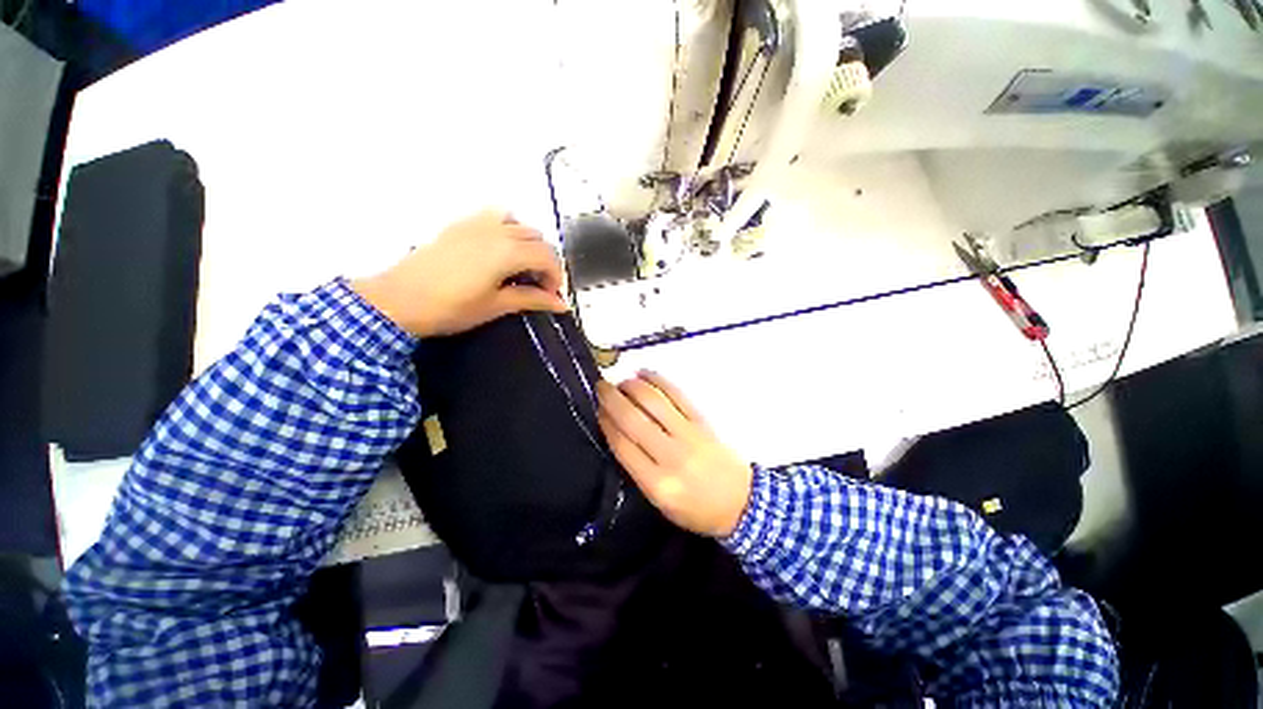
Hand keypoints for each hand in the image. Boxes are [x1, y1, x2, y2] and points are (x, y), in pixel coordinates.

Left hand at [351, 209, 567, 336]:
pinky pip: (494, 217)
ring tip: (517, 266)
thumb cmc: (449, 308)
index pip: (547, 257)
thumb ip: (530, 299)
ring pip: (517, 223)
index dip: (555, 277)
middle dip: (543, 260)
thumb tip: (560, 303)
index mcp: (509, 250)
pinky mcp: (460, 224)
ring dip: (525, 242)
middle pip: (536, 237)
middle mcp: (498, 229)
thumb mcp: (493, 307)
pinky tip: (494, 249)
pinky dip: (505, 228)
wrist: (402, 298)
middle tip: (536, 287)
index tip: (551, 298)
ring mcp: (477, 223)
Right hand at [597, 372, 752, 537]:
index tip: (596, 410)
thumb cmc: (697, 511)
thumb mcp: (660, 505)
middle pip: (633, 420)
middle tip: (600, 387)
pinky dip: (658, 382)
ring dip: (632, 387)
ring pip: (653, 402)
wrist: (742, 504)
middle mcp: (670, 456)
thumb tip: (618, 437)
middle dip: (612, 399)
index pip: (622, 445)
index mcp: (656, 483)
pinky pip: (677, 396)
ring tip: (620, 381)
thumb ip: (638, 474)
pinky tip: (644, 375)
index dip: (605, 423)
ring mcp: (689, 436)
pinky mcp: (704, 423)